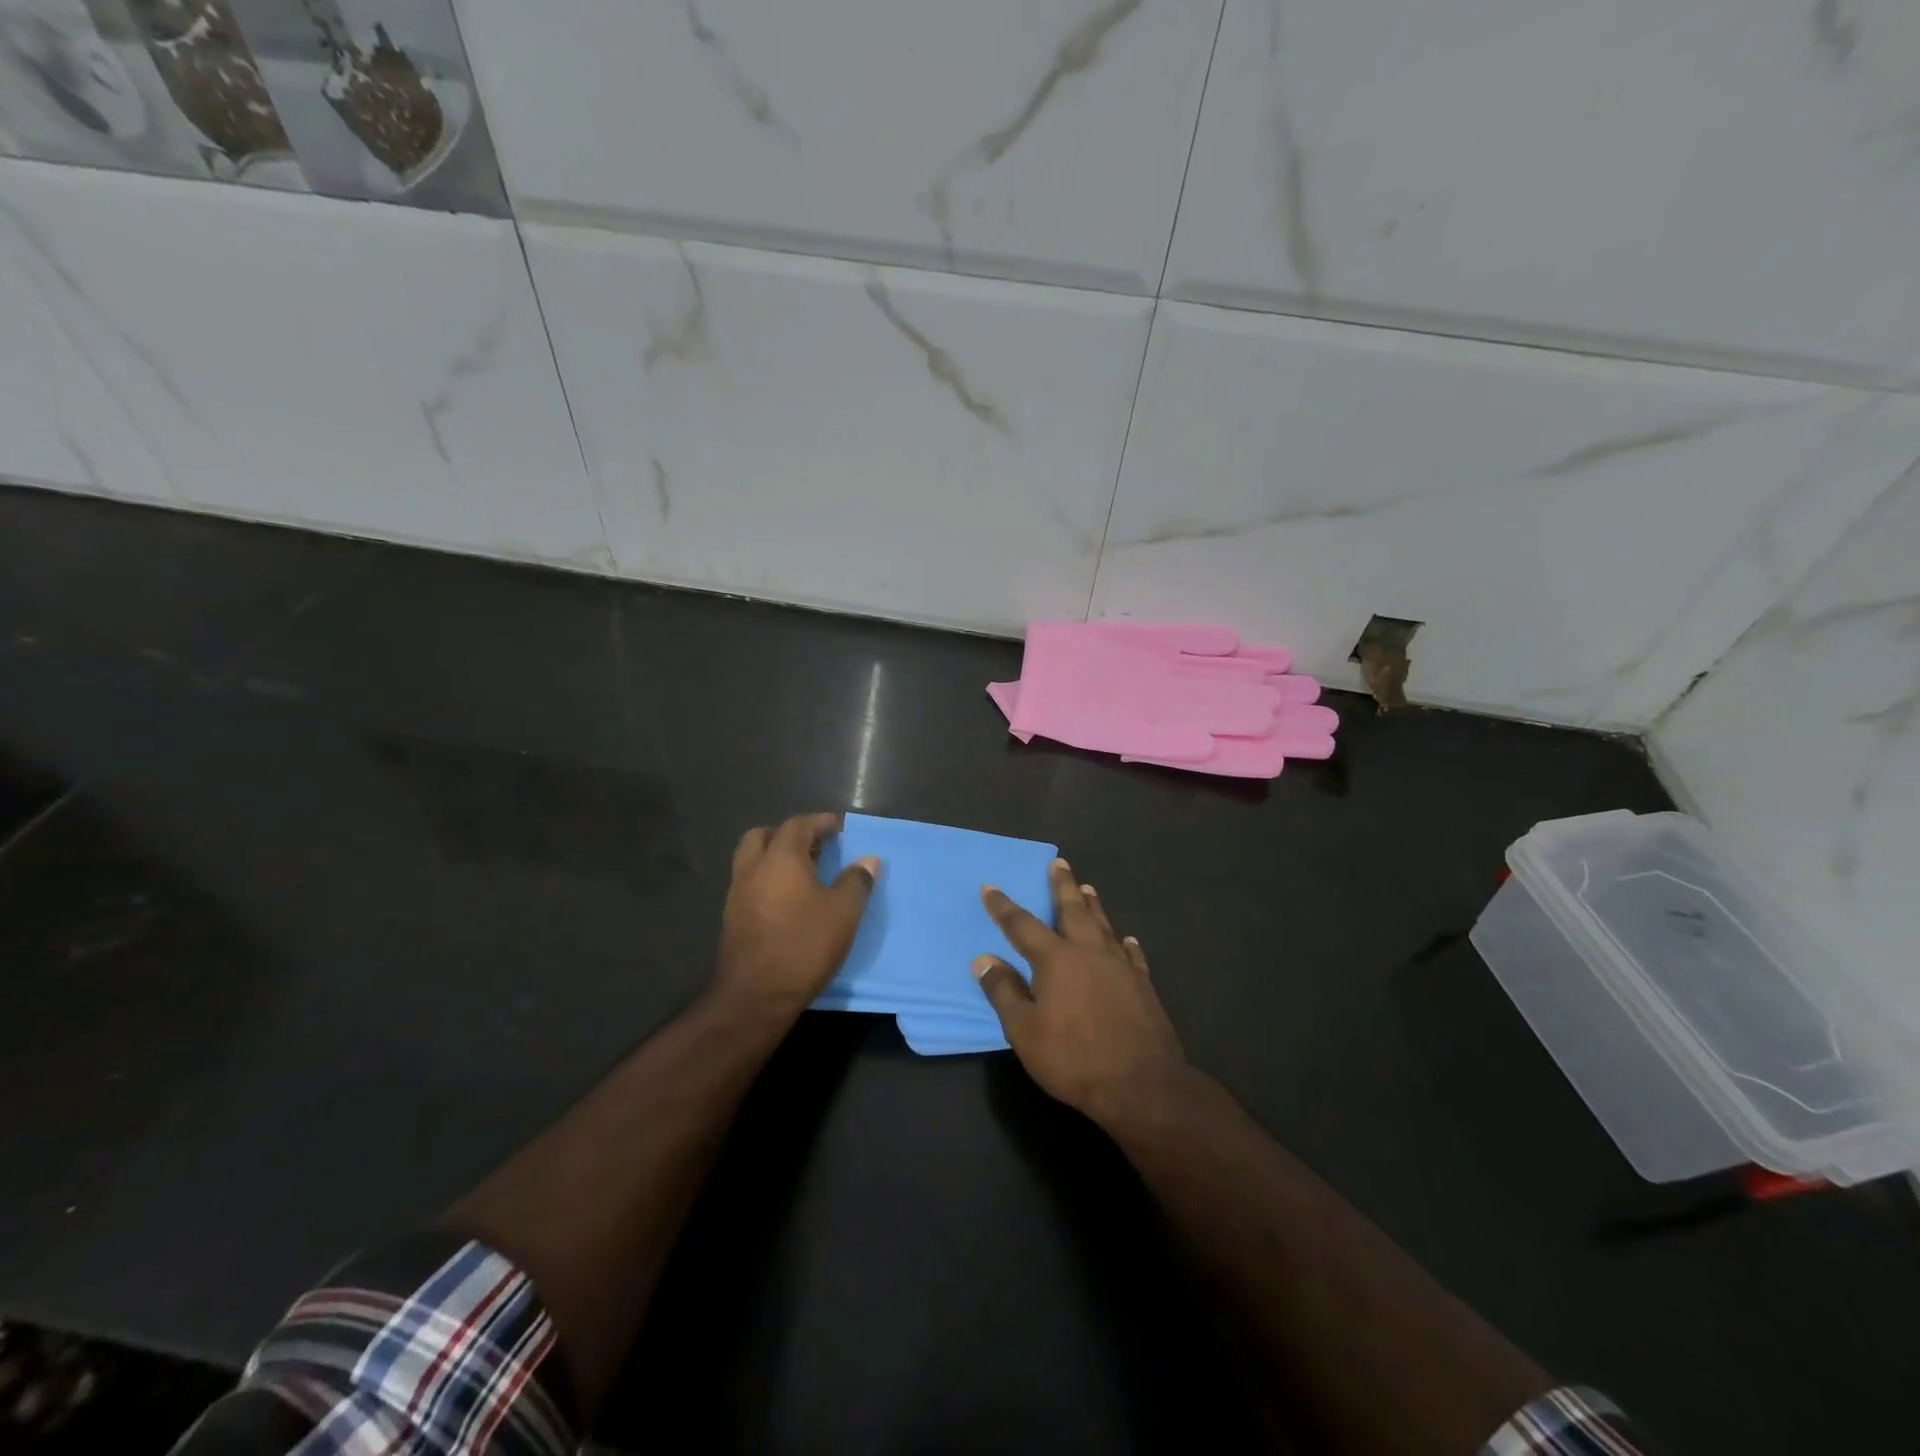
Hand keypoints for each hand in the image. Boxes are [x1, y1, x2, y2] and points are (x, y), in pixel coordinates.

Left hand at [714, 812, 879, 1019]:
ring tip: (801, 872)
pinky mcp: (731, 918)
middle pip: (763, 836)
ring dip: (773, 857)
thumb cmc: (804, 945)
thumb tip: (868, 860)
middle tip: (813, 846)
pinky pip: (748, 884)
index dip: (819, 822)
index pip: (798, 825)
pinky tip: (785, 899)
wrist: (755, 996)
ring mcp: (737, 894)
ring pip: (751, 860)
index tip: (838, 827)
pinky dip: (765, 880)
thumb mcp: (843, 913)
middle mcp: (753, 869)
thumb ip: (856, 881)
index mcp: (780, 858)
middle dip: (788, 835)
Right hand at [975, 859, 1186, 1126]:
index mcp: (1056, 959)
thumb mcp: (1024, 1031)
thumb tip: (983, 959)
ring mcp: (1120, 965)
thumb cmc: (1074, 1058)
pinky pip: (1131, 953)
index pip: (1022, 925)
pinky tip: (1126, 940)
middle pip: (1072, 909)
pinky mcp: (1143, 984)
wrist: (1142, 1084)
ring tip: (1087, 888)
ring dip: (1093, 905)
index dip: (1003, 907)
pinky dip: (1124, 943)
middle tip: (1059, 863)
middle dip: (1062, 885)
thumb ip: (1004, 992)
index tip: (990, 888)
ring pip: (1103, 924)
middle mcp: (1089, 951)